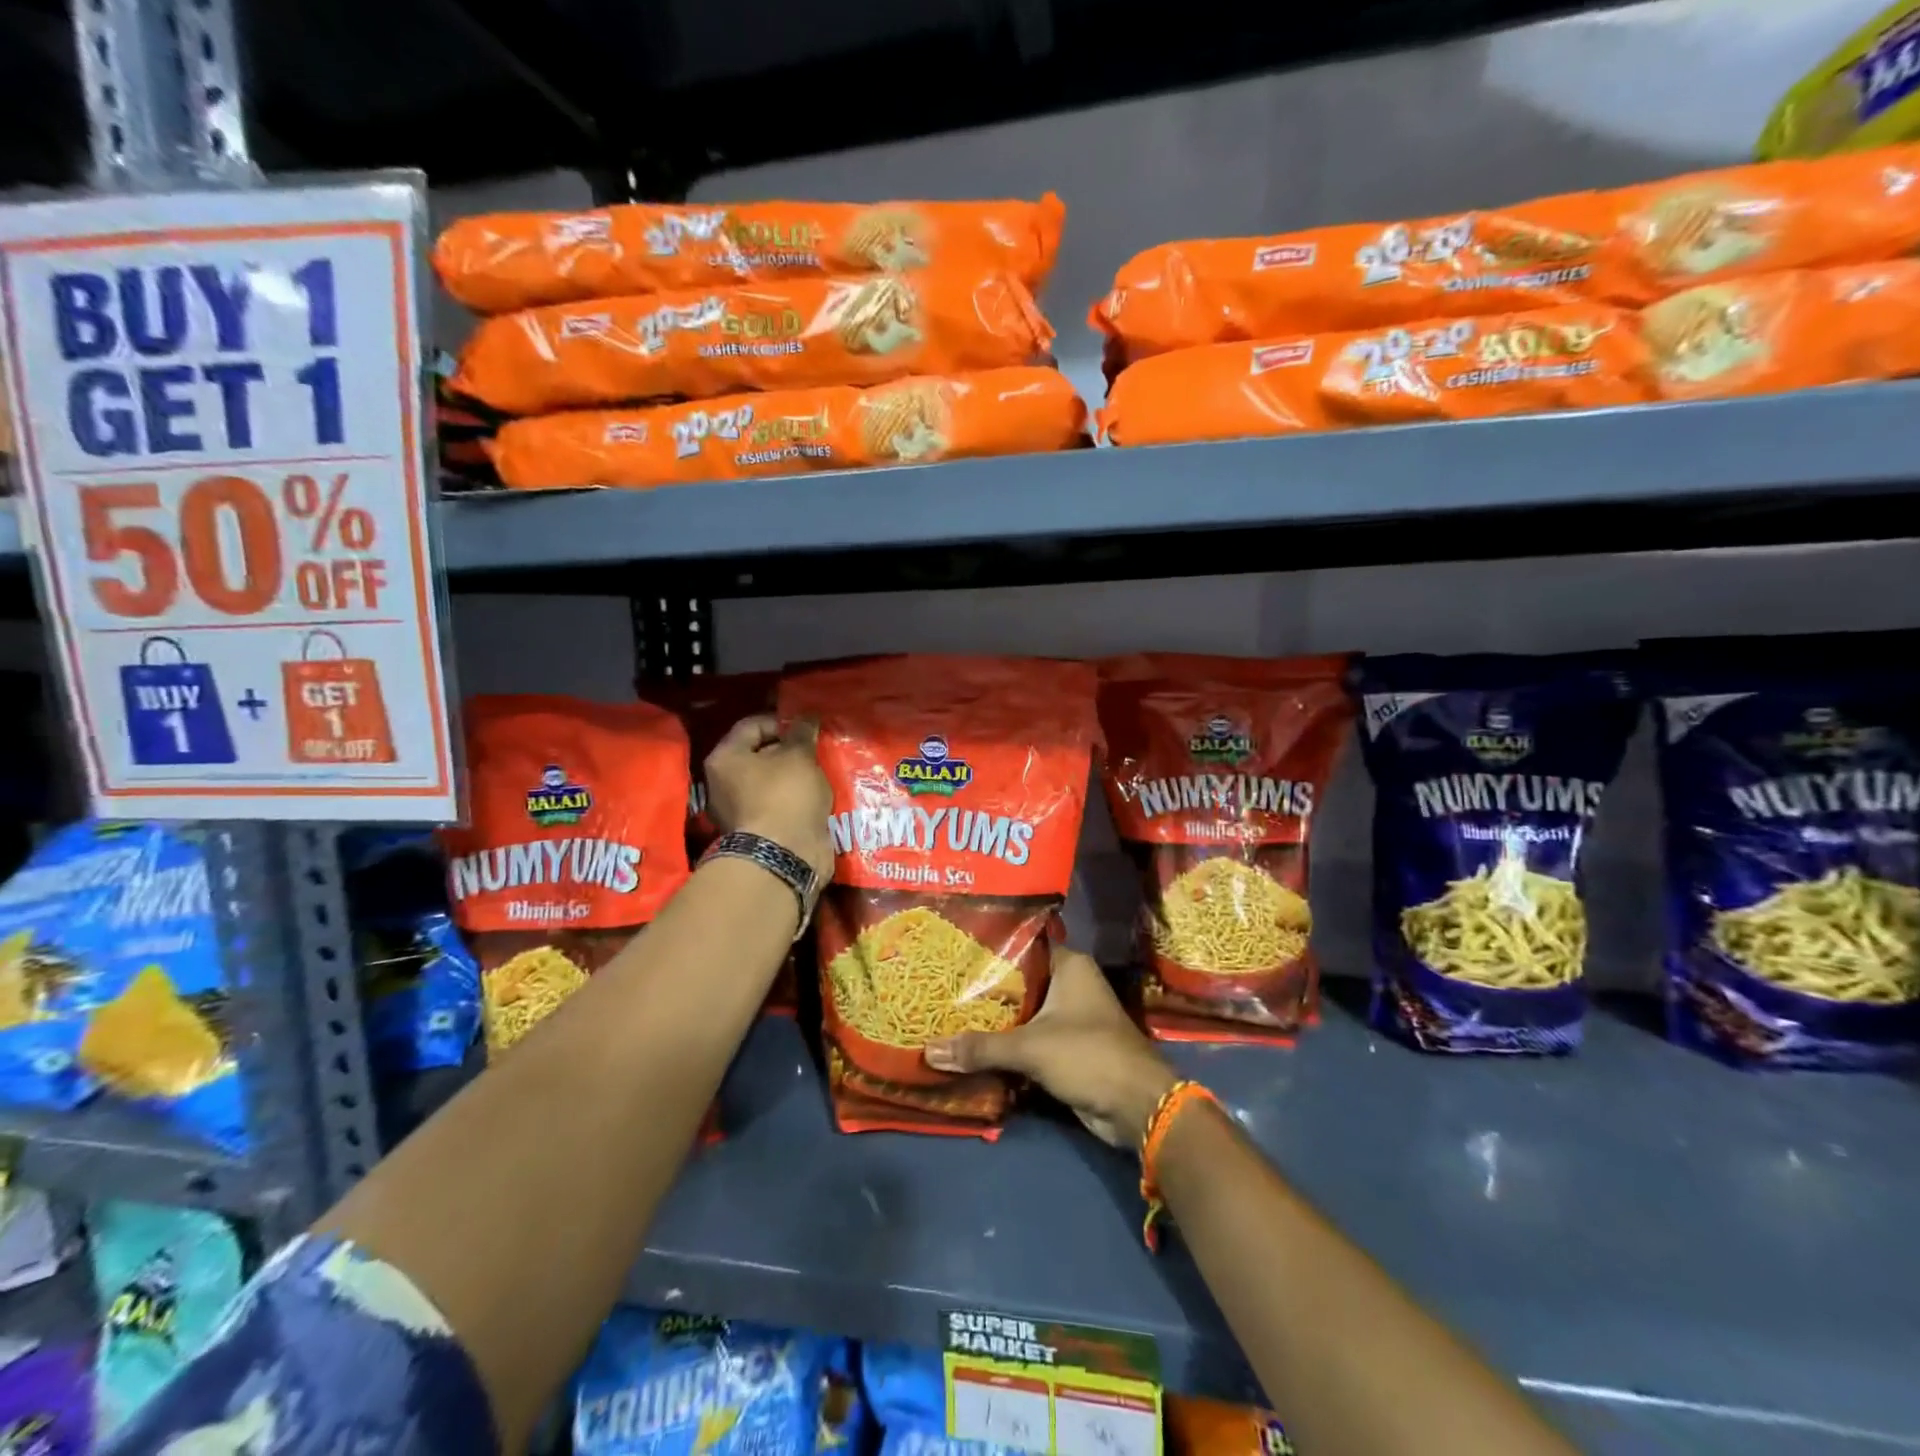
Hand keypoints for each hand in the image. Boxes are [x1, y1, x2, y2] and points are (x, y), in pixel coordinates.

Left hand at [705, 714, 834, 883]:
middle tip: (816, 752)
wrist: (784, 856)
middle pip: (760, 754)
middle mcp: (722, 782)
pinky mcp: (756, 831)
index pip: (753, 725)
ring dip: (794, 777)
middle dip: (790, 751)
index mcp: (725, 758)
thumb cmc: (786, 795)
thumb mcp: (799, 756)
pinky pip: (777, 805)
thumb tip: (806, 718)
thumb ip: (802, 733)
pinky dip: (794, 800)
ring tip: (820, 775)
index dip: (783, 722)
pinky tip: (816, 799)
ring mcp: (737, 810)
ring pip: (770, 782)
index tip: (809, 729)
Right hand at [925, 947, 1177, 1147]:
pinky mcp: (1067, 1047)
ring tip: (948, 1014)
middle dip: (984, 989)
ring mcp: (1070, 1016)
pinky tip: (972, 1045)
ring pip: (1023, 1012)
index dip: (989, 950)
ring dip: (994, 1020)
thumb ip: (981, 1048)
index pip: (1021, 945)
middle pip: (1019, 981)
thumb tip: (929, 1051)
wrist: (1137, 1107)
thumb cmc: (1088, 1055)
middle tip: (942, 986)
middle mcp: (1070, 984)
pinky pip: (1029, 1038)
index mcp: (1069, 965)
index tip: (953, 952)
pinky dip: (1007, 1044)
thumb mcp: (1030, 1048)